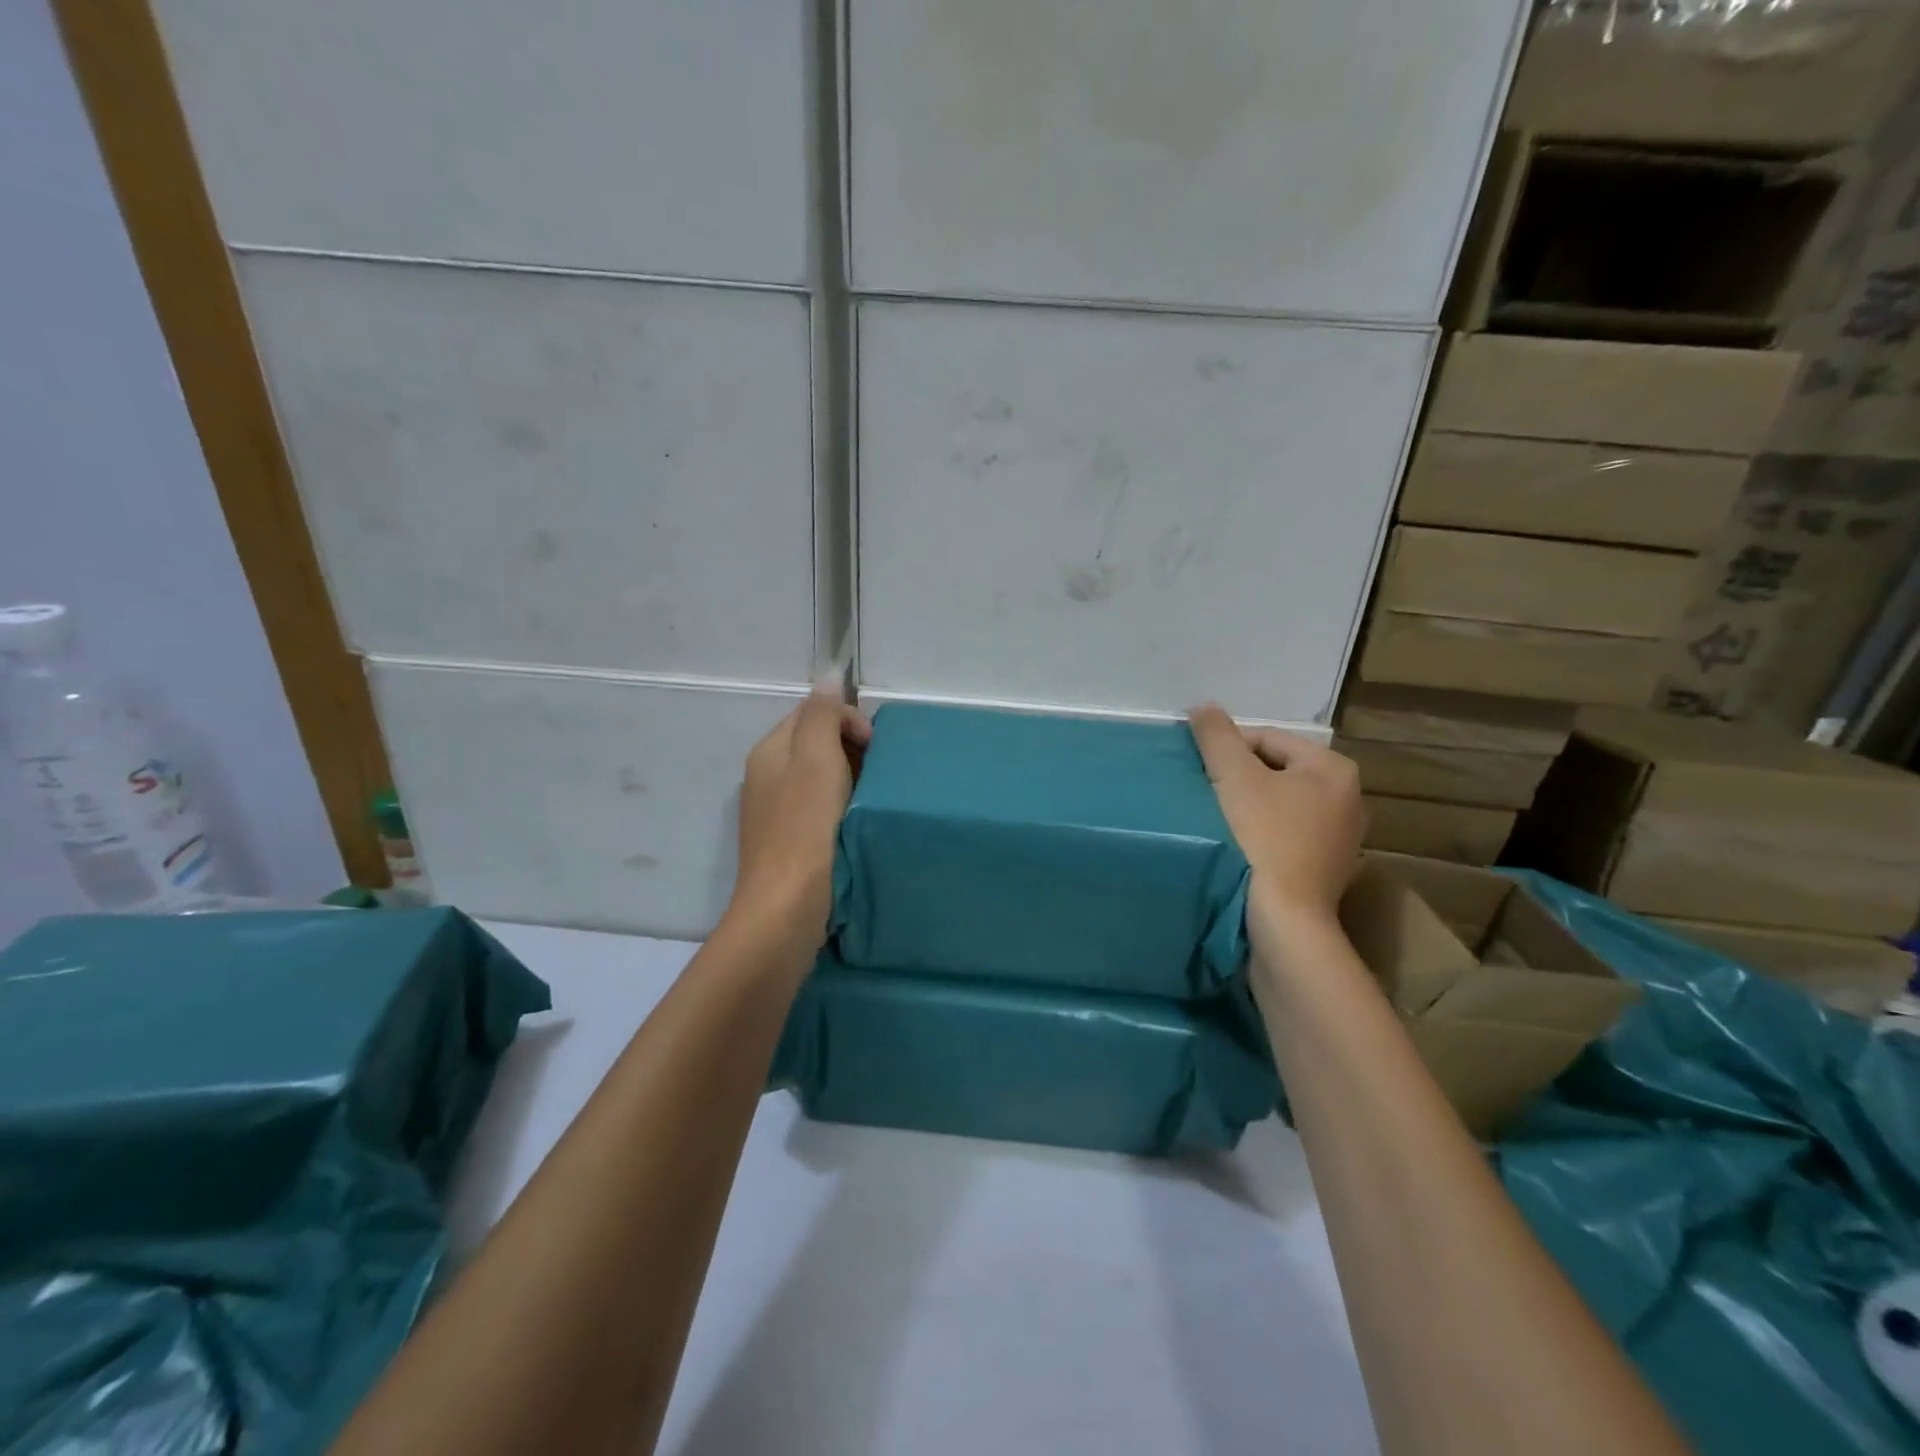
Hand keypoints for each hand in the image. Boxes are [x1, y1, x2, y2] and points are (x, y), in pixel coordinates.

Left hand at [731, 690, 870, 938]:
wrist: (785, 908)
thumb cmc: (805, 828)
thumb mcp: (815, 759)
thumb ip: (822, 716)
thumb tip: (828, 676)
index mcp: (769, 751)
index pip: (811, 712)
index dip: (847, 720)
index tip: (875, 748)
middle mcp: (765, 776)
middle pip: (813, 742)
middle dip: (850, 748)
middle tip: (877, 773)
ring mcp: (774, 811)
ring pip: (817, 776)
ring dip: (848, 778)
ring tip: (870, 797)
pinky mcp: (787, 841)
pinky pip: (817, 807)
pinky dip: (839, 806)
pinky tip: (854, 823)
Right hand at [1188, 704, 1364, 928]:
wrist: (1284, 921)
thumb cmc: (1262, 838)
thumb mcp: (1234, 776)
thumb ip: (1217, 736)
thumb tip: (1203, 706)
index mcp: (1334, 769)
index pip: (1268, 739)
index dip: (1228, 750)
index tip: (1200, 770)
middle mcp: (1349, 799)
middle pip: (1276, 772)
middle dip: (1239, 779)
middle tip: (1206, 794)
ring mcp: (1341, 839)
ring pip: (1280, 806)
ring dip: (1248, 808)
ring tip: (1217, 822)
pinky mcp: (1326, 871)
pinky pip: (1286, 837)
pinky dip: (1261, 836)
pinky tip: (1238, 850)